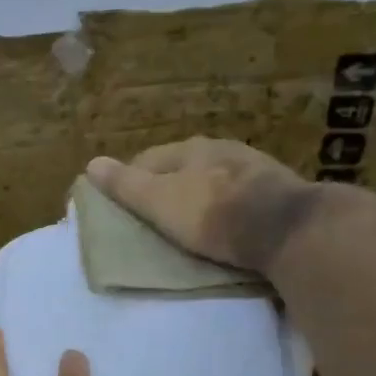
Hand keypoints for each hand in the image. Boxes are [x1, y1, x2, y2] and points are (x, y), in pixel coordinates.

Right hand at [86, 138, 318, 274]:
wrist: (284, 228)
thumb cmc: (211, 213)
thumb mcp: (159, 201)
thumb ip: (126, 185)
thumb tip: (91, 163)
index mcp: (190, 148)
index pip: (148, 159)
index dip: (131, 181)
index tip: (123, 207)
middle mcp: (221, 148)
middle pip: (182, 167)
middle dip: (166, 187)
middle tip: (154, 217)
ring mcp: (253, 167)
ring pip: (212, 179)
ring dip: (198, 196)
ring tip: (188, 224)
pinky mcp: (276, 191)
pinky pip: (238, 195)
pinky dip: (225, 207)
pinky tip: (224, 225)